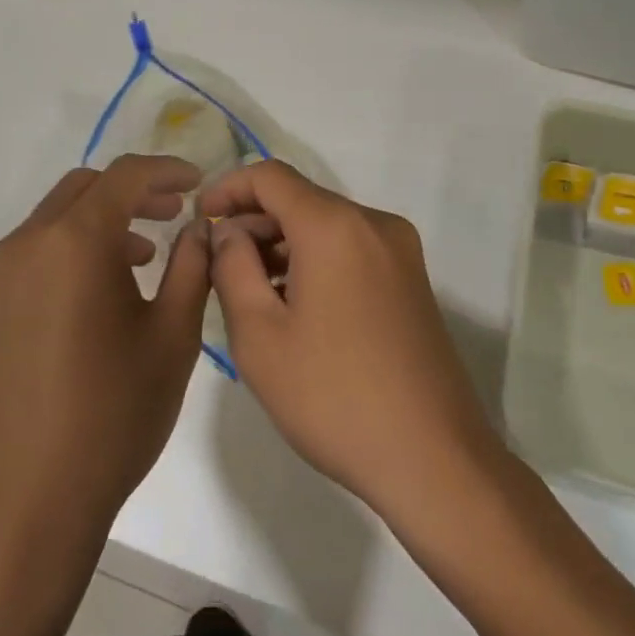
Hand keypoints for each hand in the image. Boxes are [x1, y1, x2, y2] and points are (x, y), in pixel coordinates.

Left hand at [0, 155, 209, 550]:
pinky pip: (28, 259)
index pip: (125, 176)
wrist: (25, 505)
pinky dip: (65, 255)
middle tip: (171, 215)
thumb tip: (196, 227)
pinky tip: (89, 302)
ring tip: (138, 262)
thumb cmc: (113, 415)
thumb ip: (191, 266)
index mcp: (74, 242)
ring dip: (98, 224)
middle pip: (83, 189)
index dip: (166, 170)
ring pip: (52, 222)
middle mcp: (25, 245)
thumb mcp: (173, 337)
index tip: (197, 183)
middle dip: (132, 192)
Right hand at [201, 161, 502, 525]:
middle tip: (219, 266)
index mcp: (335, 226)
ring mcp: (400, 250)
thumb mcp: (260, 336)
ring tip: (252, 292)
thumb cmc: (333, 397)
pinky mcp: (411, 279)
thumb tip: (228, 231)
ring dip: (284, 244)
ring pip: (326, 225)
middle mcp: (373, 223)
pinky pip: (351, 248)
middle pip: (300, 199)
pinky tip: (296, 305)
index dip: (228, 189)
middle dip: (254, 222)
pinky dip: (316, 260)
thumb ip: (232, 268)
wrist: (433, 459)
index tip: (201, 219)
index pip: (270, 176)